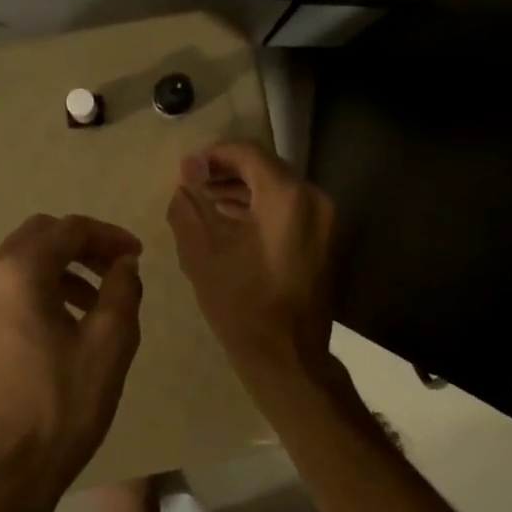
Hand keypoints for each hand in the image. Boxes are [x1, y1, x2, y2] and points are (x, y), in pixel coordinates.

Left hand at [0, 213, 143, 511]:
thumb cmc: (60, 406)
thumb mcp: (110, 345)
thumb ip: (123, 290)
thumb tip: (123, 264)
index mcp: (20, 272)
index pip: (70, 229)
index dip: (109, 236)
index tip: (136, 256)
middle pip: (39, 236)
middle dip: (82, 246)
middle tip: (115, 271)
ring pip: (18, 263)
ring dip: (59, 269)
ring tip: (93, 304)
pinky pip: (3, 291)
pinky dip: (35, 291)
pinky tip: (58, 326)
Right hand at [166, 141, 336, 384]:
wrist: (288, 358)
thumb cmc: (241, 305)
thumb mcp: (201, 254)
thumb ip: (188, 207)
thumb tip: (184, 179)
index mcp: (287, 197)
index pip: (247, 153)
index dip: (213, 155)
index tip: (186, 170)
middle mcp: (314, 199)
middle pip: (266, 168)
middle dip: (227, 172)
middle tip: (193, 184)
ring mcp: (326, 221)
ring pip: (280, 189)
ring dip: (244, 190)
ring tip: (207, 202)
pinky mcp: (327, 240)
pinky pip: (291, 210)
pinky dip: (263, 209)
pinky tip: (233, 221)